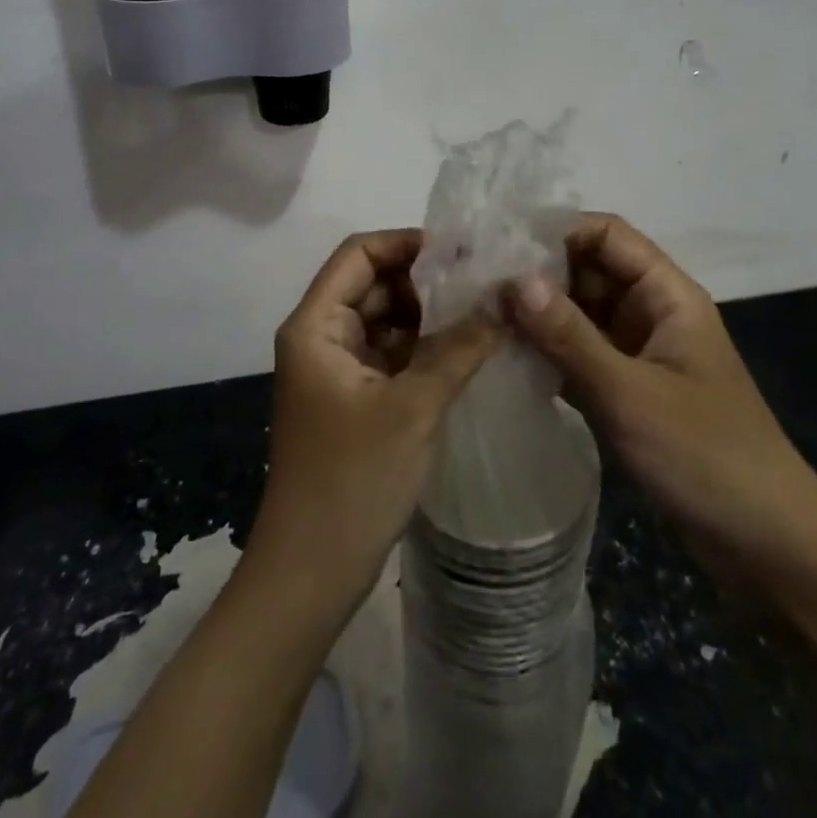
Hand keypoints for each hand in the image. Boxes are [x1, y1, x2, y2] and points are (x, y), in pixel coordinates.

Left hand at [245, 230, 499, 612]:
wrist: (310, 574)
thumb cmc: (352, 481)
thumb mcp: (413, 407)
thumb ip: (460, 347)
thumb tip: (506, 298)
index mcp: (316, 324)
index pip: (360, 253)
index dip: (408, 243)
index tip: (463, 251)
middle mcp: (321, 336)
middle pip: (374, 284)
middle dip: (428, 280)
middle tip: (487, 282)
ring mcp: (337, 369)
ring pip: (386, 320)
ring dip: (430, 315)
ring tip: (487, 310)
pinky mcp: (353, 399)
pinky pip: (391, 355)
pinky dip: (425, 348)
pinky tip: (469, 349)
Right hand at [501, 213, 816, 572]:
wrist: (770, 549)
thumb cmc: (707, 457)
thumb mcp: (630, 393)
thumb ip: (568, 335)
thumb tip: (513, 278)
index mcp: (667, 294)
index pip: (607, 234)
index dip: (556, 230)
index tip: (500, 244)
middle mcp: (652, 312)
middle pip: (589, 270)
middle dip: (538, 274)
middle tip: (477, 285)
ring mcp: (641, 352)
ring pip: (581, 313)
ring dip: (539, 315)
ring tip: (481, 318)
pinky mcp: (631, 390)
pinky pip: (582, 354)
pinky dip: (550, 353)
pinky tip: (506, 359)